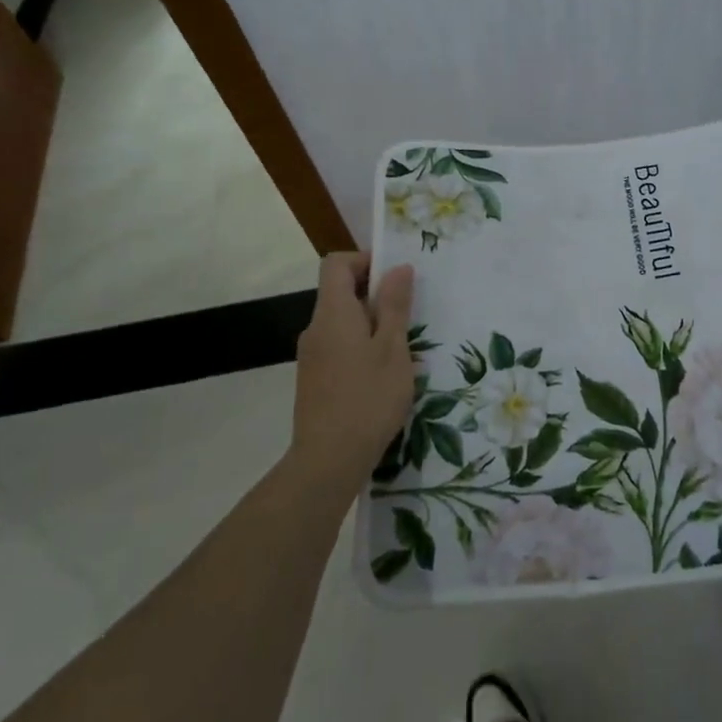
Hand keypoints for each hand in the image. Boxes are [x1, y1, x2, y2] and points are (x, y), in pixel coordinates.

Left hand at [291, 251, 415, 492]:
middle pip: (340, 292)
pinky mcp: (314, 379)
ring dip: (372, 325)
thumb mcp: (393, 348)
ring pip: (343, 323)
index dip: (365, 260)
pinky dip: (362, 348)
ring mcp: (312, 356)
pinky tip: (385, 377)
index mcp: (333, 313)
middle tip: (409, 316)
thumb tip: (398, 268)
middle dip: (376, 296)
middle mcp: (316, 328)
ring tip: (404, 350)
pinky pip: (339, 347)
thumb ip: (394, 305)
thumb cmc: (368, 398)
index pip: (336, 263)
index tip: (395, 278)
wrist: (328, 461)